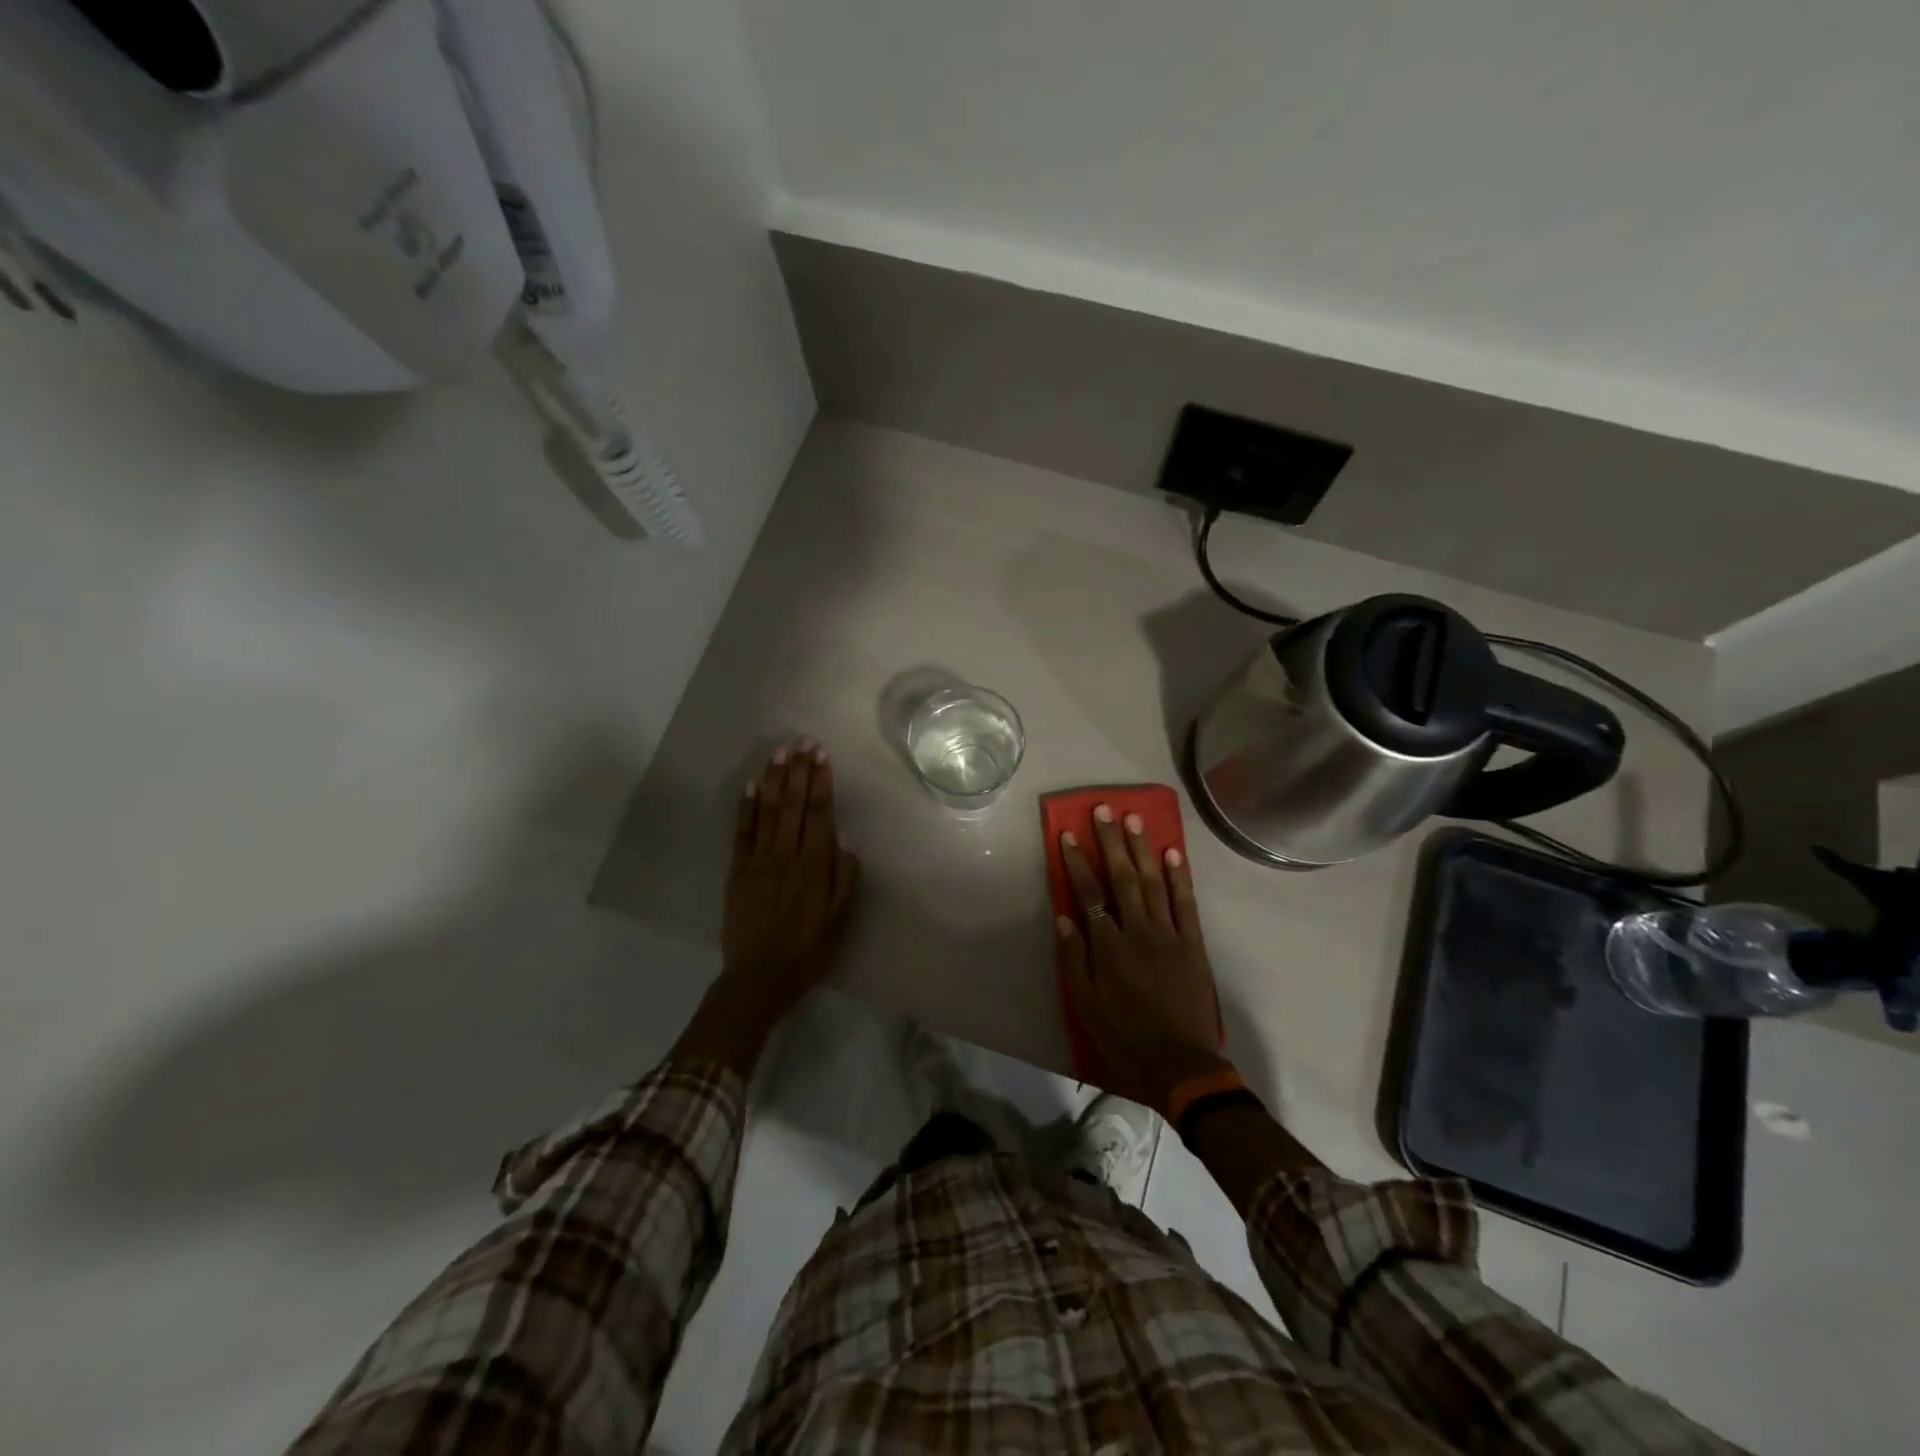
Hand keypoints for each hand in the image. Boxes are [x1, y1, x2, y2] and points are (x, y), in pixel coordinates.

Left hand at [720, 738, 861, 1016]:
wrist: (759, 977)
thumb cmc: (807, 950)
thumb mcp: (839, 919)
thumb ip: (844, 878)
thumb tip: (843, 840)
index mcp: (814, 867)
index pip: (819, 814)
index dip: (821, 783)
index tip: (822, 756)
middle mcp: (786, 856)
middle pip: (794, 805)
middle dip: (799, 771)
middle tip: (802, 742)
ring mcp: (758, 861)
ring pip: (768, 811)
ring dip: (774, 779)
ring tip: (779, 751)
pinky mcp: (736, 871)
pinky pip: (741, 833)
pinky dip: (745, 807)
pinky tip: (749, 785)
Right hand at [1056, 805, 1228, 1113]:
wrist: (1180, 1065)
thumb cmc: (1124, 1037)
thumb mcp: (1085, 1006)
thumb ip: (1074, 959)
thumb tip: (1064, 916)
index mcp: (1109, 947)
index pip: (1089, 894)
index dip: (1078, 862)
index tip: (1068, 834)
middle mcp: (1139, 931)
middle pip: (1122, 877)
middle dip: (1111, 841)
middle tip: (1104, 810)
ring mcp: (1169, 934)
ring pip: (1154, 882)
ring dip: (1143, 848)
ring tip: (1134, 819)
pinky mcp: (1193, 943)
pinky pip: (1185, 903)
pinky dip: (1179, 876)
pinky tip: (1172, 853)